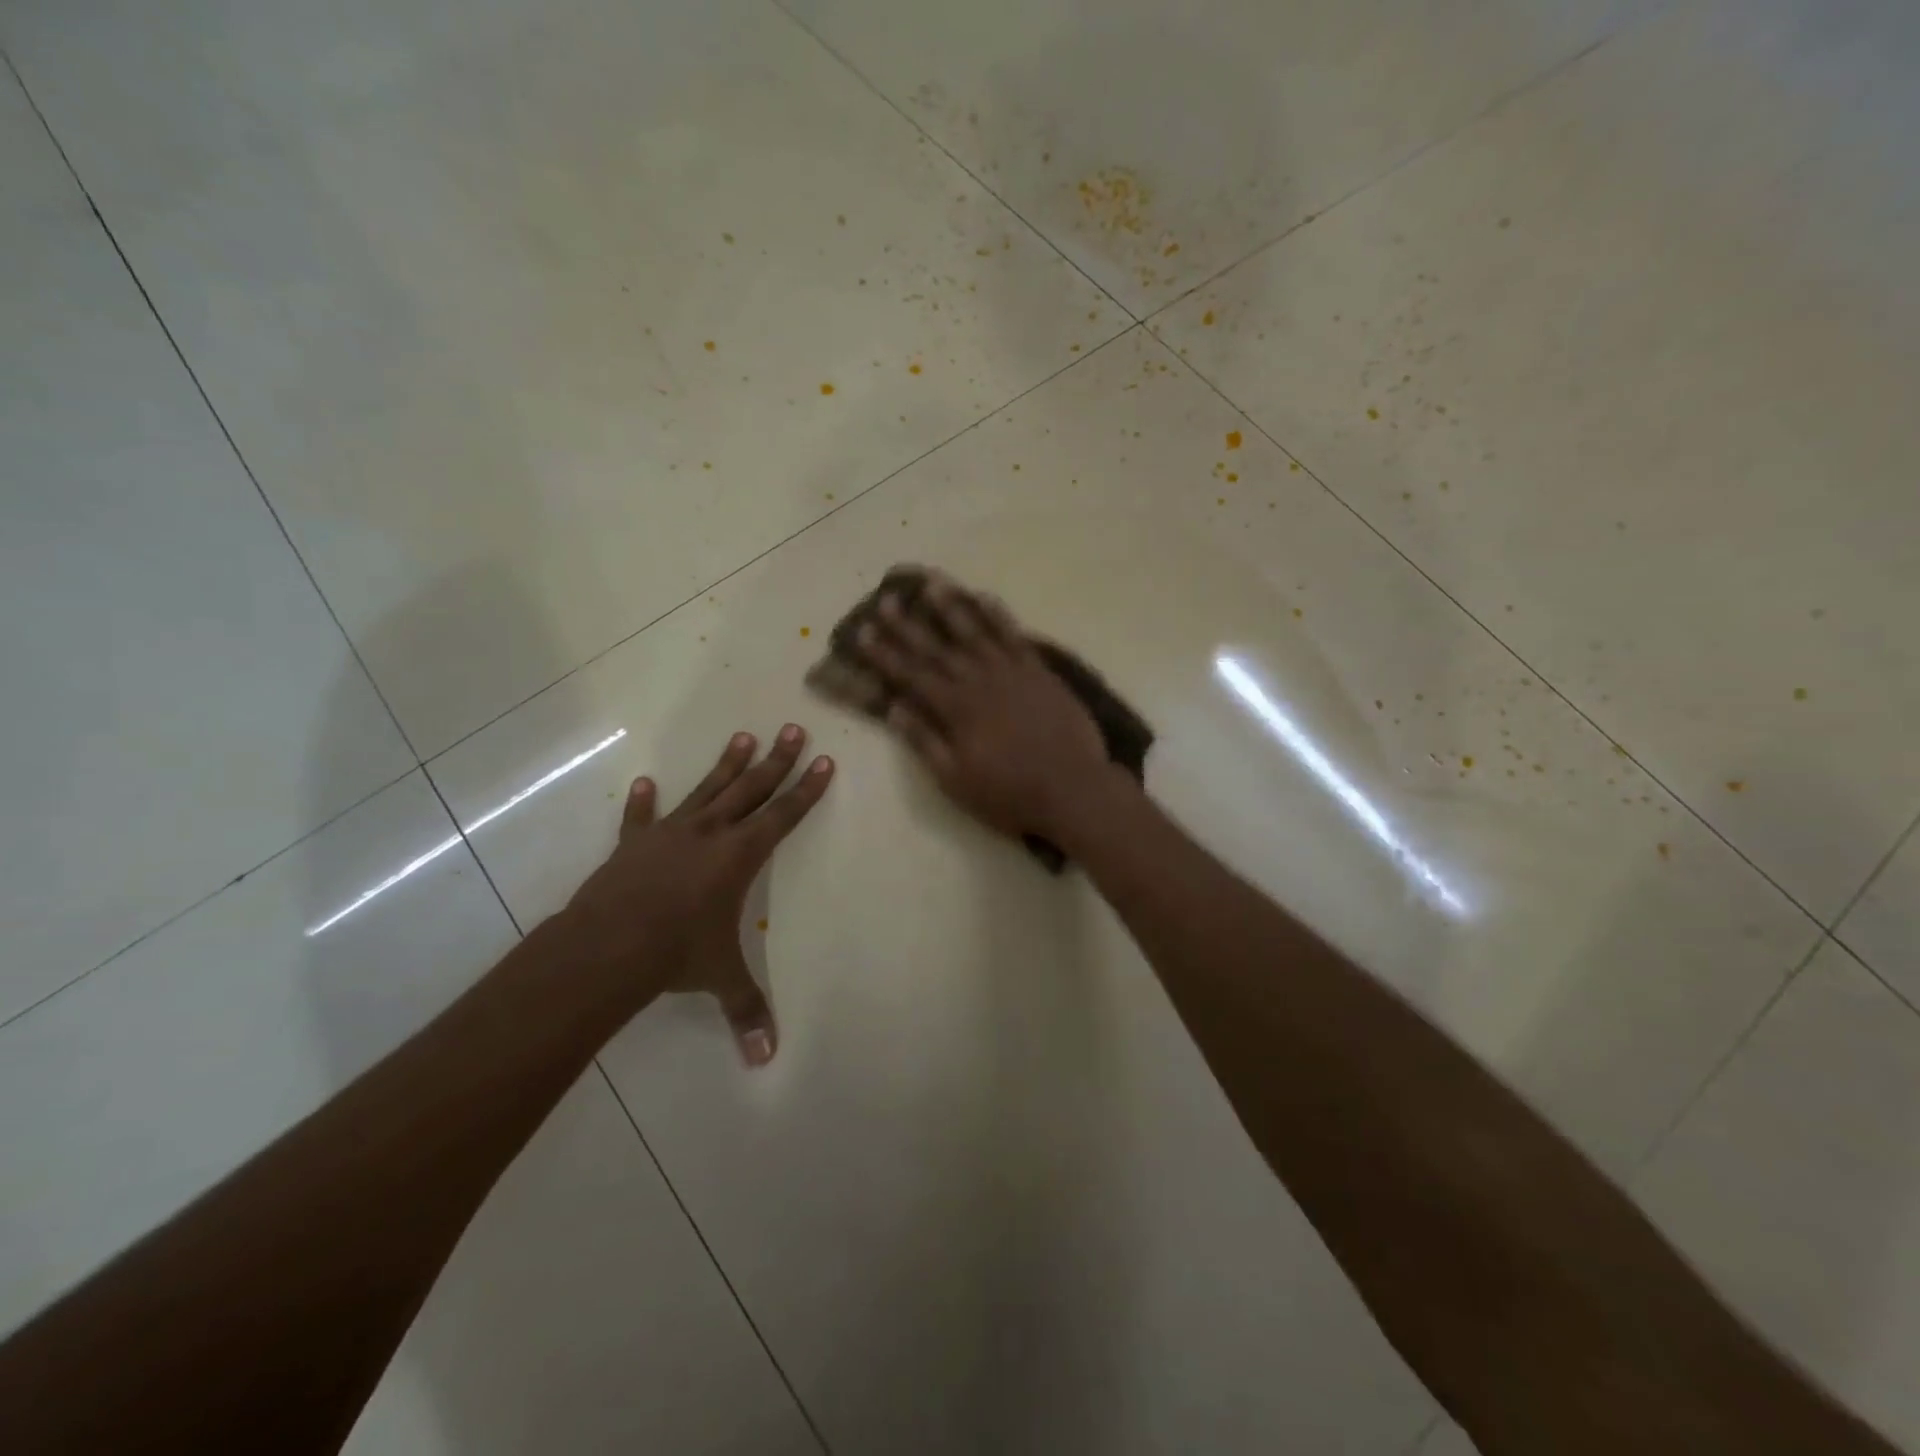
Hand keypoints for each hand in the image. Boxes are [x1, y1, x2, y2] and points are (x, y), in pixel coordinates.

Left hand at [560, 725, 833, 1065]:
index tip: (823, 760)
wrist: (605, 946)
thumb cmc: (675, 954)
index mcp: (738, 857)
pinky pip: (640, 818)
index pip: (783, 816)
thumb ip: (747, 1010)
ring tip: (743, 736)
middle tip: (793, 728)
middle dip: (777, 761)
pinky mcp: (632, 844)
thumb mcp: (719, 978)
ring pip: (706, 790)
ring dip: (727, 764)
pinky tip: (644, 782)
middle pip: (751, 789)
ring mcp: (669, 834)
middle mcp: (709, 834)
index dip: (806, 790)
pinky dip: (642, 802)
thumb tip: (768, 1060)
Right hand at [854, 575, 1116, 843]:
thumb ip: (924, 741)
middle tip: (888, 599)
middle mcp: (979, 681)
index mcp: (956, 709)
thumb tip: (895, 708)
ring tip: (932, 583)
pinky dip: (998, 615)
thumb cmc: (1009, 793)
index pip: (912, 675)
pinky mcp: (1039, 671)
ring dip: (952, 607)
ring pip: (975, 631)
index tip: (863, 632)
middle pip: (937, 647)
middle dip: (909, 624)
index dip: (885, 654)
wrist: (1073, 789)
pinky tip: (984, 597)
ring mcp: (1012, 672)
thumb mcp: (956, 780)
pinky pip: (1015, 635)